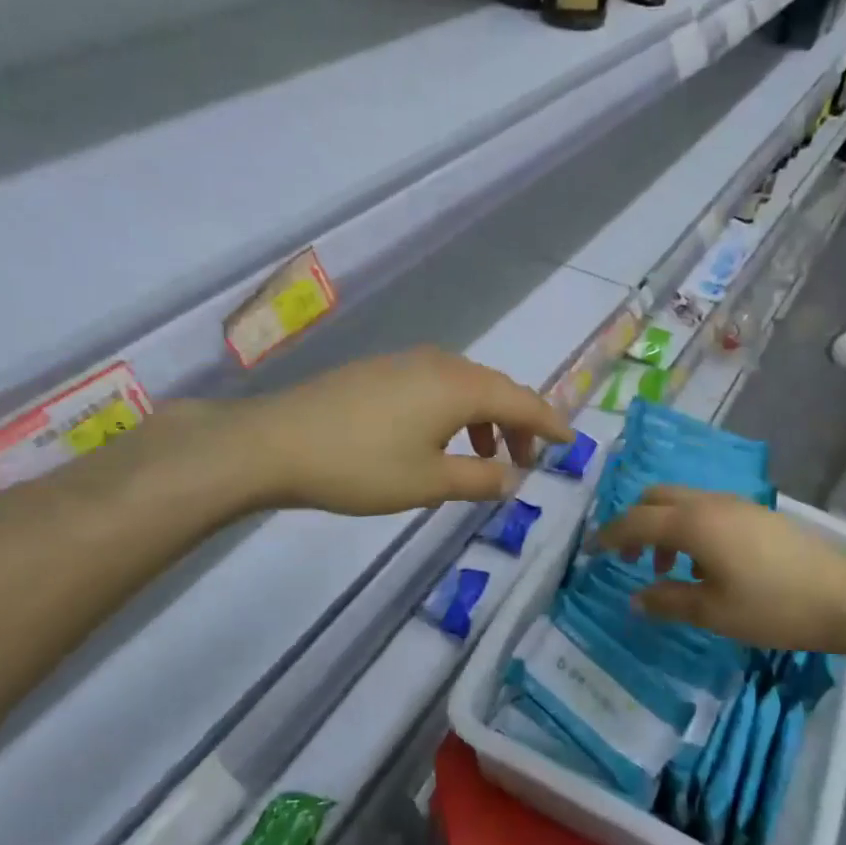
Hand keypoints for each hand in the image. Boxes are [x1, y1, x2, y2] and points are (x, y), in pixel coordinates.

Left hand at [217, 347, 572, 515]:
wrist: (274, 442)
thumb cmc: (361, 466)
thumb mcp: (428, 482)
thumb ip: (480, 478)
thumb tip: (514, 476)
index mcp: (460, 386)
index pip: (522, 401)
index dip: (550, 423)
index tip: (571, 442)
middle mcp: (440, 363)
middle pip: (495, 389)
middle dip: (517, 424)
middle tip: (524, 462)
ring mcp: (406, 362)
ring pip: (464, 387)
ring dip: (484, 419)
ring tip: (483, 456)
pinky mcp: (380, 370)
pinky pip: (436, 386)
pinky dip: (454, 412)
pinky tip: (437, 439)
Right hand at [596, 485, 845, 658]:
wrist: (845, 597)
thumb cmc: (773, 607)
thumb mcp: (713, 612)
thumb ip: (667, 601)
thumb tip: (634, 598)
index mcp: (692, 523)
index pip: (636, 521)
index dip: (610, 536)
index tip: (591, 551)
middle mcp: (708, 503)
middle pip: (655, 497)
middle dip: (634, 523)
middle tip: (629, 559)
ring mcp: (734, 504)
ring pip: (680, 501)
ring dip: (662, 526)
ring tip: (667, 570)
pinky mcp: (753, 512)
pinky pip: (703, 508)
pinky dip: (686, 526)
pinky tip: (701, 563)